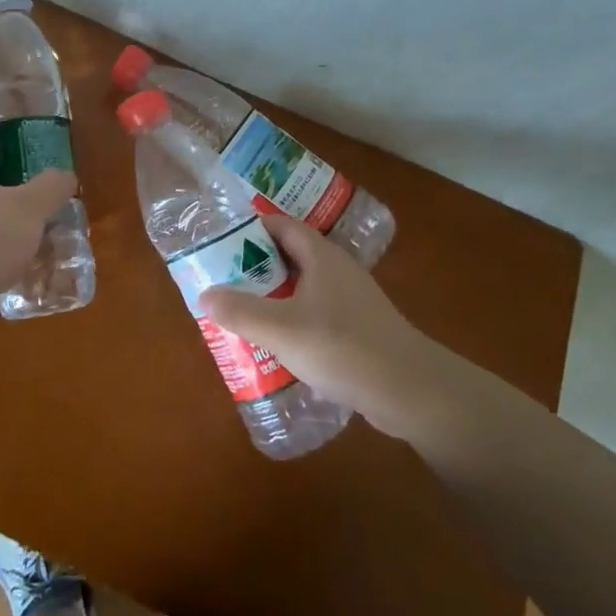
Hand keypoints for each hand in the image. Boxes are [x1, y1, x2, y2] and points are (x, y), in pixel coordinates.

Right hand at [199, 213, 456, 439]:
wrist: (411, 390)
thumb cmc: (344, 347)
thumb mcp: (282, 330)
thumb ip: (241, 311)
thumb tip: (204, 294)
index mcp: (321, 255)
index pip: (280, 225)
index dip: (250, 228)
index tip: (220, 243)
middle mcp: (337, 269)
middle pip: (290, 255)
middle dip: (256, 265)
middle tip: (224, 281)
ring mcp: (351, 298)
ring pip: (303, 286)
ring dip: (274, 295)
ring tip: (243, 313)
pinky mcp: (359, 327)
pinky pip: (316, 312)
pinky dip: (294, 319)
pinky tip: (278, 345)